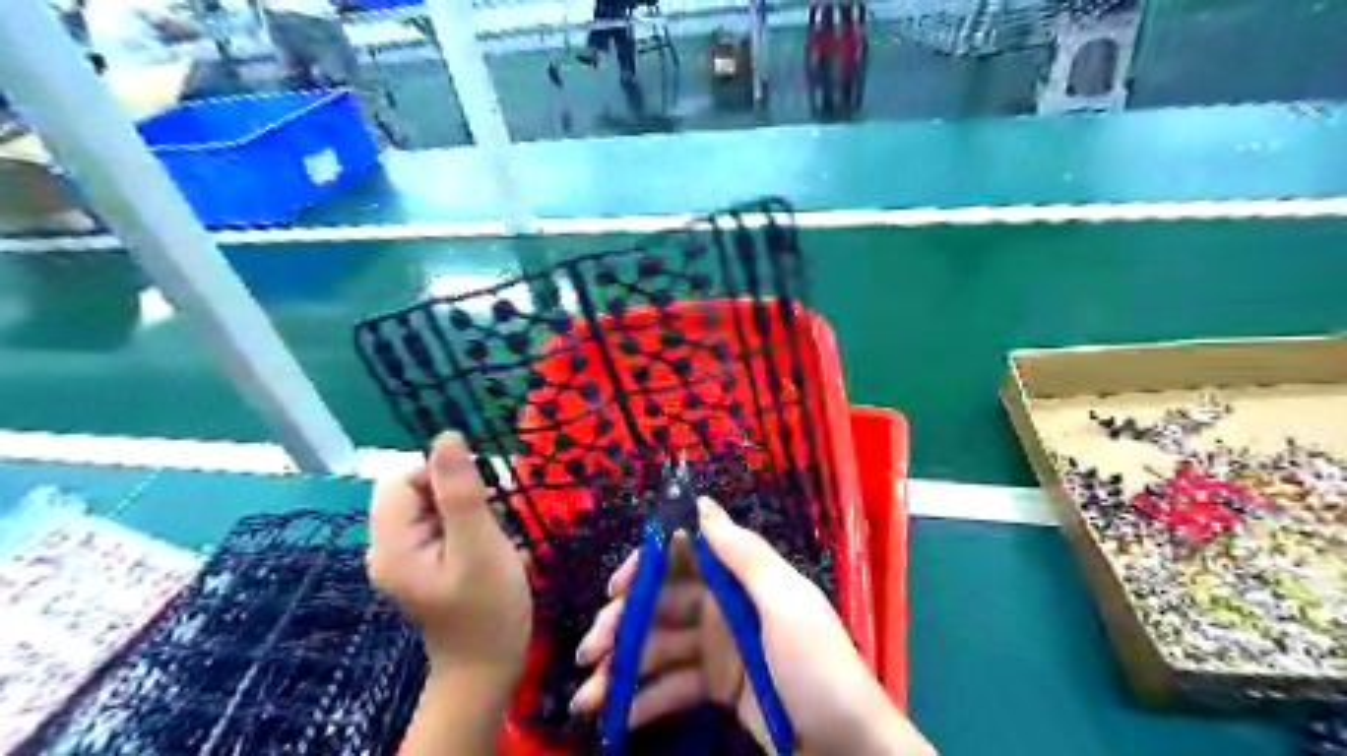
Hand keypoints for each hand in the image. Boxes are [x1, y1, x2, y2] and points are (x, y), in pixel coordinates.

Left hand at [370, 431, 539, 685]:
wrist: (489, 666)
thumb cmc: (488, 608)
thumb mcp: (479, 545)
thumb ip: (460, 491)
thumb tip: (446, 436)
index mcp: (392, 544)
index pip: (402, 479)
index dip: (442, 473)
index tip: (484, 492)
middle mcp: (389, 546)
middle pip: (416, 490)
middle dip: (460, 492)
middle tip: (496, 516)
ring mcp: (407, 556)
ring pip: (433, 504)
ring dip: (470, 507)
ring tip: (497, 533)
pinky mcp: (425, 562)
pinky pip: (443, 523)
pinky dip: (470, 522)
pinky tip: (492, 543)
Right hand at [567, 495, 937, 755]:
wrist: (848, 747)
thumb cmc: (818, 666)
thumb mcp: (787, 604)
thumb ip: (745, 554)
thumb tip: (702, 502)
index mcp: (742, 580)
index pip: (685, 557)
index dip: (647, 566)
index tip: (616, 588)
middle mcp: (724, 607)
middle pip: (662, 604)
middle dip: (623, 623)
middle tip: (590, 649)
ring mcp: (717, 650)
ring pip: (659, 648)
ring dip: (622, 667)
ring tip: (587, 695)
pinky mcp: (716, 689)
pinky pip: (672, 687)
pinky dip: (642, 700)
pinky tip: (615, 716)